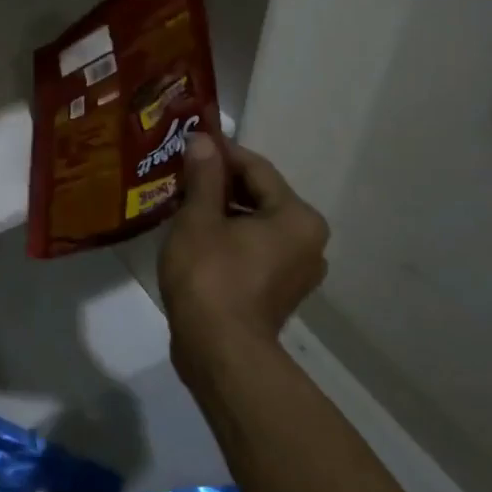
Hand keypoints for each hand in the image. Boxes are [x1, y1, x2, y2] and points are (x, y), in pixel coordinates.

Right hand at [159, 134, 329, 387]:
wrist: (219, 352)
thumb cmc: (210, 277)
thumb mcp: (199, 218)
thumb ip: (204, 176)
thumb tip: (203, 140)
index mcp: (297, 216)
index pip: (256, 168)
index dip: (220, 152)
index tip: (189, 142)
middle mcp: (308, 240)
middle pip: (260, 196)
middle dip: (220, 183)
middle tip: (182, 173)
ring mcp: (297, 270)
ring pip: (256, 224)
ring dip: (223, 211)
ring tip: (184, 203)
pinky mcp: (279, 292)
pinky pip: (255, 249)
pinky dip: (230, 238)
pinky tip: (197, 236)